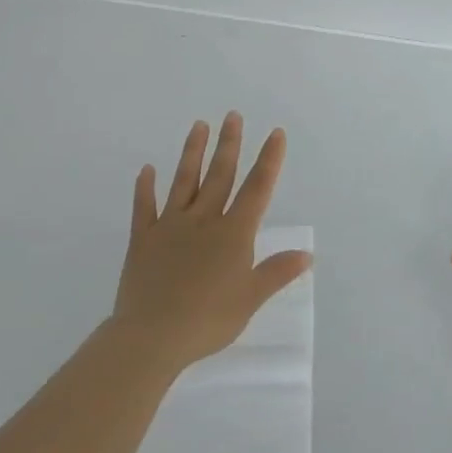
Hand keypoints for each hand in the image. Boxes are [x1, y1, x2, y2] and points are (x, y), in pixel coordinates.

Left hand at [110, 113, 312, 373]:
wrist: (152, 336)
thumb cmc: (208, 320)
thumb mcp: (250, 299)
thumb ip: (276, 273)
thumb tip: (307, 254)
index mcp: (233, 233)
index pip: (256, 189)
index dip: (269, 160)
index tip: (275, 133)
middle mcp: (203, 220)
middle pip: (220, 175)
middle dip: (229, 144)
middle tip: (233, 115)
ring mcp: (171, 226)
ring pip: (184, 181)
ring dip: (192, 152)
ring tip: (199, 125)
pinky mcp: (144, 239)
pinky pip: (145, 208)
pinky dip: (145, 188)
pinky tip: (147, 169)